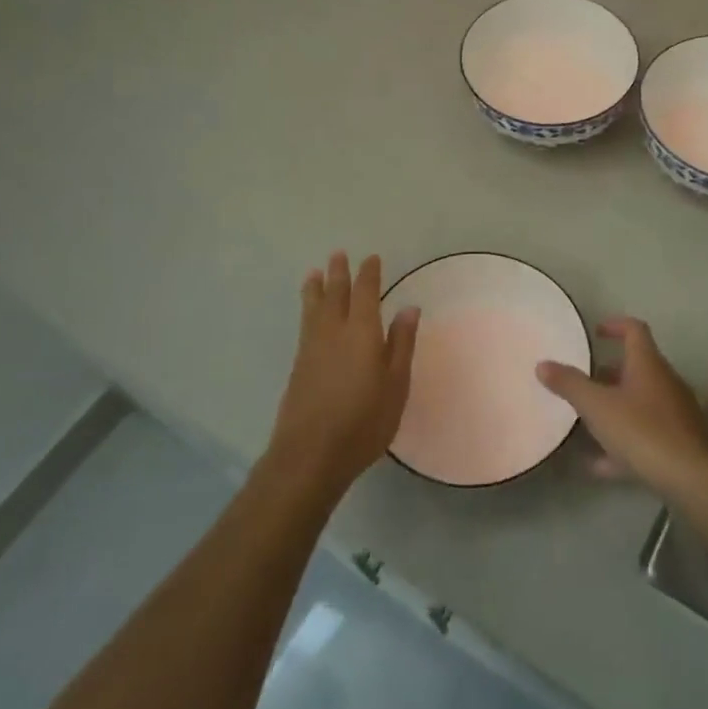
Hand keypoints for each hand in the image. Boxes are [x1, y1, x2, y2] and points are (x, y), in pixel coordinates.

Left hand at [266, 251, 418, 503]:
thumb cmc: (364, 421)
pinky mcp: (298, 366)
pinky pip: (305, 324)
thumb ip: (401, 344)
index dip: (369, 274)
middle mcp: (333, 332)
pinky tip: (309, 315)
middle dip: (338, 273)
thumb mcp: (396, 384)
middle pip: (335, 294)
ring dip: (316, 288)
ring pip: (313, 308)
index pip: (366, 293)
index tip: (371, 258)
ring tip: (314, 273)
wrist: (310, 454)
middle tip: (338, 255)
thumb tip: (409, 308)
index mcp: (362, 332)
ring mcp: (311, 349)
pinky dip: (307, 309)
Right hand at [536, 317, 707, 505]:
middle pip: (637, 368)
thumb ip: (569, 385)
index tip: (596, 332)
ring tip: (587, 421)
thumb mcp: (597, 407)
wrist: (692, 479)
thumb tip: (542, 364)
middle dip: (610, 372)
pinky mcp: (680, 444)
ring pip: (641, 402)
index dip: (615, 325)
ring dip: (616, 408)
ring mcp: (676, 414)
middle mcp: (665, 382)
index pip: (634, 330)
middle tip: (585, 380)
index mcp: (648, 364)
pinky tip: (600, 465)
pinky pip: (647, 435)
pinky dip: (624, 443)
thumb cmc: (642, 431)